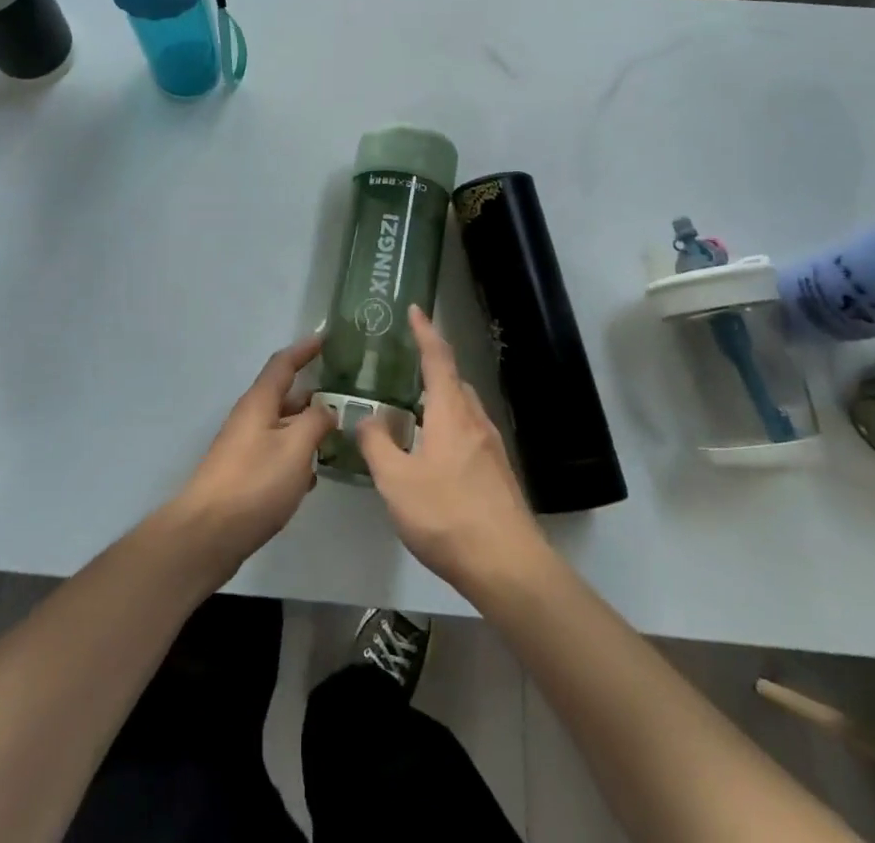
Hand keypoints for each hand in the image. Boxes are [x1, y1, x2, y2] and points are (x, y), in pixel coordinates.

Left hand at [167, 336, 333, 579]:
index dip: (304, 350)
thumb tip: (327, 408)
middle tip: (344, 396)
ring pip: (281, 427)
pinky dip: (295, 456)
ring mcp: (244, 448)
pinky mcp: (243, 475)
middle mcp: (250, 418)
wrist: (207, 534)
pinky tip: (313, 475)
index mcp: (259, 403)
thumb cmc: (255, 483)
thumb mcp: (295, 448)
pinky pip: (275, 453)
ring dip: (306, 428)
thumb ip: (316, 422)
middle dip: (312, 394)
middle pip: (283, 396)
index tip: (325, 339)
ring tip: (337, 435)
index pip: (283, 364)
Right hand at [357, 307, 549, 593]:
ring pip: (463, 409)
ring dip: (440, 402)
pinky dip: (449, 427)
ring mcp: (492, 447)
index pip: (438, 358)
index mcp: (451, 412)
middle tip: (404, 369)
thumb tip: (366, 419)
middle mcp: (476, 420)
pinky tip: (434, 455)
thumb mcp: (396, 482)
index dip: (425, 331)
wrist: (508, 565)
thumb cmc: (447, 515)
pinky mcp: (498, 472)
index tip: (415, 309)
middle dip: (431, 369)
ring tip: (413, 414)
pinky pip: (470, 433)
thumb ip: (377, 445)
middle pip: (454, 381)